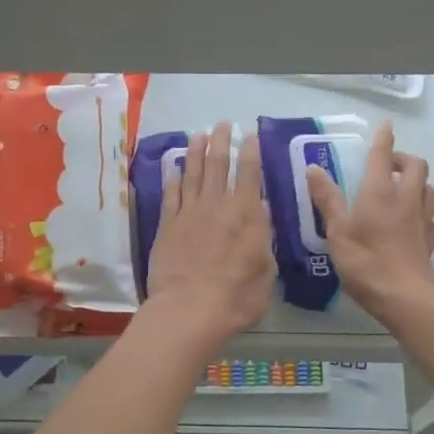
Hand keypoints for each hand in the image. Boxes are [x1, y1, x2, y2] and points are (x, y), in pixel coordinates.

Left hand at [142, 123, 276, 352]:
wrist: (189, 309)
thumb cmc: (237, 296)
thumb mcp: (266, 269)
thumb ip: (263, 238)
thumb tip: (258, 214)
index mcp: (245, 213)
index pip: (249, 173)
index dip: (250, 151)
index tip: (250, 135)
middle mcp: (216, 205)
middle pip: (217, 164)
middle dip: (221, 141)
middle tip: (221, 124)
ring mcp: (188, 213)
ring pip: (191, 173)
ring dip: (195, 152)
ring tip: (198, 135)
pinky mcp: (167, 225)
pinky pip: (170, 194)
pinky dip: (172, 177)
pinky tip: (173, 166)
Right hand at [305, 121, 433, 324]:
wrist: (404, 298)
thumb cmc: (365, 262)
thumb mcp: (337, 231)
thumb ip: (327, 199)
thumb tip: (313, 168)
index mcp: (380, 193)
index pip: (383, 156)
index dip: (384, 139)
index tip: (386, 126)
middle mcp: (405, 200)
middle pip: (417, 166)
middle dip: (405, 159)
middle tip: (389, 165)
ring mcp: (422, 221)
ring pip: (431, 190)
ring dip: (421, 183)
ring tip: (405, 189)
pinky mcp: (430, 242)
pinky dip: (426, 215)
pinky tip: (416, 223)